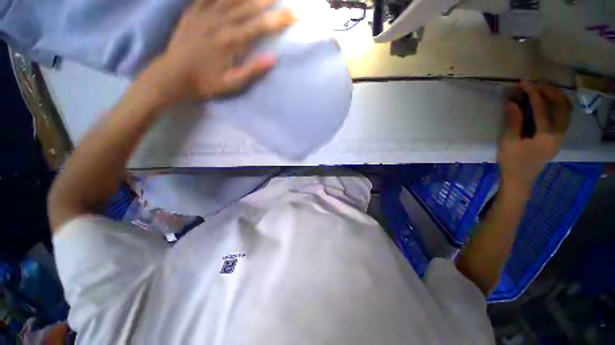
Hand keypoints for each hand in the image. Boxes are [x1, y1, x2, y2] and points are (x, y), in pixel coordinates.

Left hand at [140, 0, 294, 107]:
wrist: (172, 75)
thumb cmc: (204, 83)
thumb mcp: (231, 84)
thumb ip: (252, 71)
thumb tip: (273, 59)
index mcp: (230, 41)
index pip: (260, 26)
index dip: (279, 19)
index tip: (295, 14)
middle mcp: (219, 22)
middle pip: (248, 6)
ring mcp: (204, 14)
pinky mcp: (192, 12)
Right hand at [498, 82, 571, 191]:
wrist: (520, 178)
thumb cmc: (512, 161)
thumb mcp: (508, 142)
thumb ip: (513, 122)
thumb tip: (512, 103)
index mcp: (546, 136)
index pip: (542, 108)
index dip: (533, 94)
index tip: (523, 83)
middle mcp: (559, 134)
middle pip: (562, 106)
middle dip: (550, 92)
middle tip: (536, 84)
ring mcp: (561, 136)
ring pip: (567, 110)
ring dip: (557, 97)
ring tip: (544, 90)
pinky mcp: (558, 137)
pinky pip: (564, 116)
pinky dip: (558, 105)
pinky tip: (549, 102)